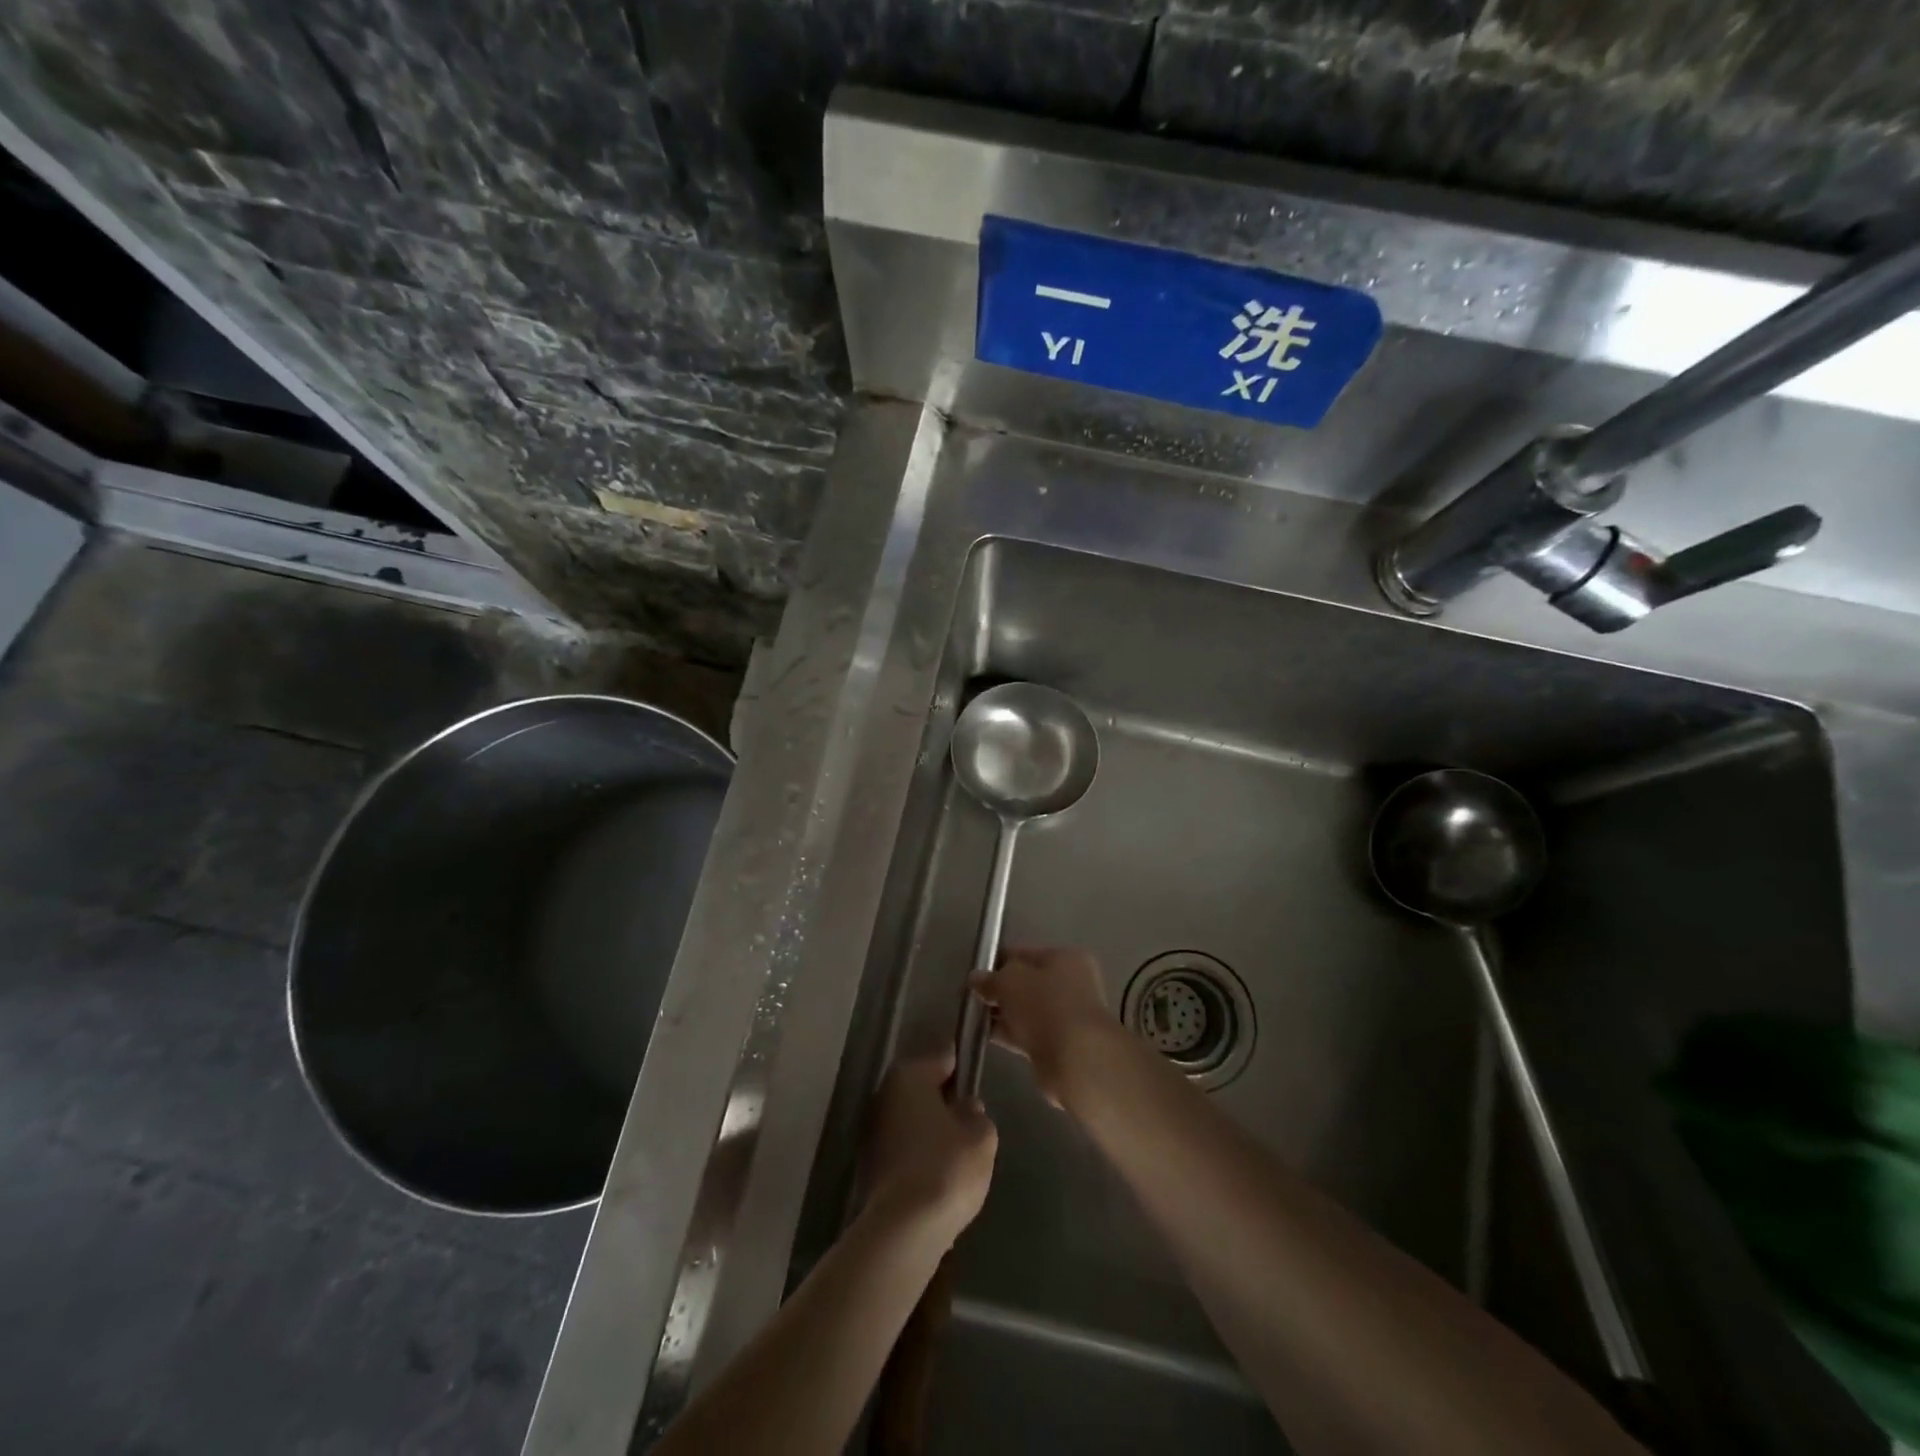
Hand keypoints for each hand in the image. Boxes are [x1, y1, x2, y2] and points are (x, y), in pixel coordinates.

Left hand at [864, 1052, 997, 1244]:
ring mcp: (872, 1129)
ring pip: (912, 1119)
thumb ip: (976, 1114)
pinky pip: (903, 1147)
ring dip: (930, 1129)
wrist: (904, 1229)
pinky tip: (938, 1174)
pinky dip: (919, 1154)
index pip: (943, 1057)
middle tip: (970, 1120)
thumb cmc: (947, 1167)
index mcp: (910, 1075)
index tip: (977, 1078)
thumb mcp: (981, 1136)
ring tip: (957, 1150)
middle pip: (923, 1089)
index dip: (963, 1067)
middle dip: (945, 1101)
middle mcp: (885, 1094)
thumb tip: (965, 1108)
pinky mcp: (869, 1164)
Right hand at [973, 946, 1119, 1105]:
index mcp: (1065, 958)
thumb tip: (975, 979)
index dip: (997, 962)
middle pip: (1026, 983)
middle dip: (999, 991)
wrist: (1075, 1058)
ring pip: (1026, 1010)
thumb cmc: (1045, 1005)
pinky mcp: (1060, 1044)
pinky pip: (1028, 1033)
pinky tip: (986, 1036)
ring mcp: (1067, 1016)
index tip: (974, 976)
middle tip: (972, 999)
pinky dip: (1010, 1033)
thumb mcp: (1009, 982)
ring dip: (1003, 1014)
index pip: (1024, 954)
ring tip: (974, 1019)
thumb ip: (990, 979)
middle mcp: (1070, 983)